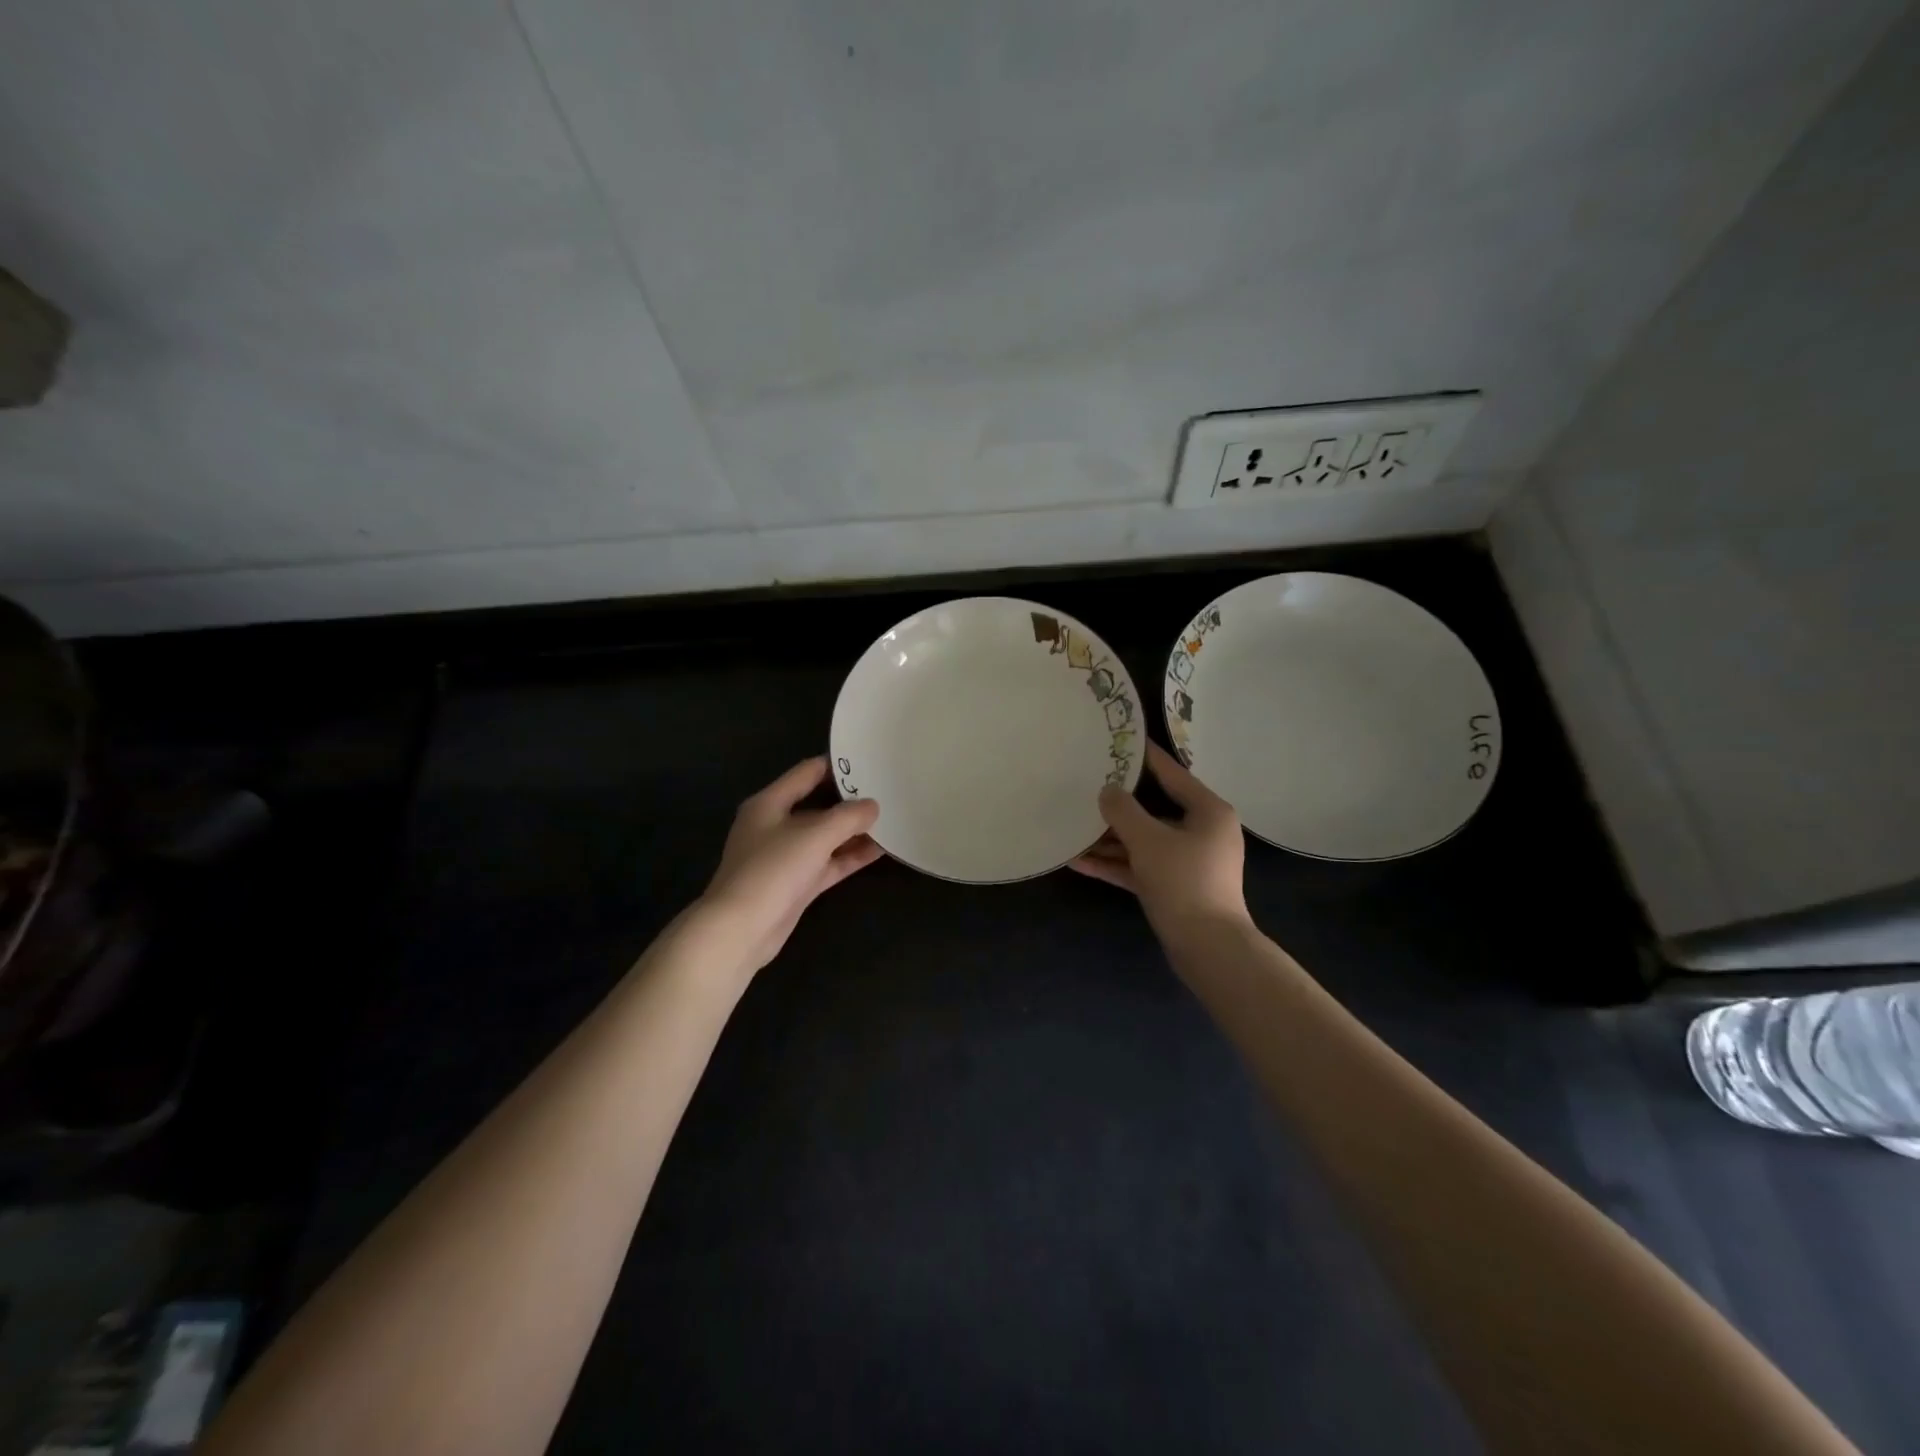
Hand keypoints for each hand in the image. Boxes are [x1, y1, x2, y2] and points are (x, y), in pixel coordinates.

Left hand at [700, 757, 882, 973]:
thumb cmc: (772, 870)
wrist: (741, 931)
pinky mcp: (796, 884)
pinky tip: (880, 850)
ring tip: (891, 819)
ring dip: (854, 830)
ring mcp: (786, 856)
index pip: (806, 772)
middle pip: (818, 804)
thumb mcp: (814, 835)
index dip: (836, 765)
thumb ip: (847, 817)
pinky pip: (828, 862)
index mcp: (769, 803)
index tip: (869, 760)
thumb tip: (873, 805)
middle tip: (887, 790)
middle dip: (850, 800)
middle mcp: (776, 825)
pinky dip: (850, 856)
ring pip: (826, 836)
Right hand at [1070, 742, 1249, 934]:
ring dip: (1109, 839)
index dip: (1145, 757)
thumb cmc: (1184, 882)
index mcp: (1208, 811)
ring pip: (1143, 841)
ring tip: (1072, 827)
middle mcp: (1201, 831)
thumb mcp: (1148, 840)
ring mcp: (1187, 861)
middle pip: (1153, 809)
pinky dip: (1114, 863)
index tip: (1120, 740)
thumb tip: (1107, 791)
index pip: (1172, 773)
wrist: (1209, 948)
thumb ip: (1124, 811)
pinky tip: (1078, 861)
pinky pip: (1139, 866)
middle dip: (1117, 804)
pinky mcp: (1173, 886)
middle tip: (1086, 784)